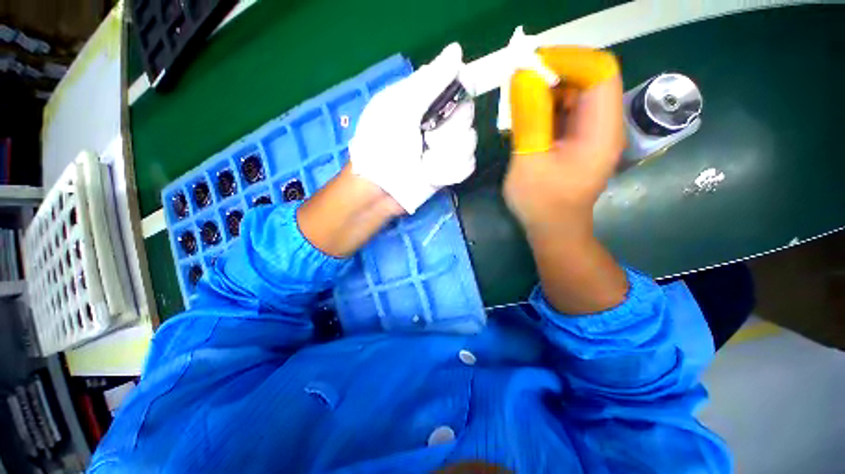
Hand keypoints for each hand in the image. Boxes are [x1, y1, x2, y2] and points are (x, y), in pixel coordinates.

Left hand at [349, 43, 476, 213]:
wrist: (381, 190)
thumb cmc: (382, 147)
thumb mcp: (400, 109)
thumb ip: (429, 82)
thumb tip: (456, 49)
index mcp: (425, 99)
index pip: (458, 82)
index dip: (461, 89)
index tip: (450, 105)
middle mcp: (439, 119)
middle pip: (468, 112)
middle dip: (448, 131)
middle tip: (427, 139)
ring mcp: (446, 146)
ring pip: (471, 141)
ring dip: (446, 156)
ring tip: (425, 164)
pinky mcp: (450, 169)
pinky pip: (468, 165)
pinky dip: (450, 172)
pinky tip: (433, 176)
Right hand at [503, 76, 625, 233]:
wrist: (552, 229)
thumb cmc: (541, 203)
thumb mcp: (530, 161)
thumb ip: (529, 119)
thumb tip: (523, 76)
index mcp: (601, 131)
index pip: (599, 72)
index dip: (568, 60)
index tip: (531, 66)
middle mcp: (603, 126)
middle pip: (588, 79)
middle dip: (554, 74)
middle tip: (519, 83)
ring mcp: (591, 133)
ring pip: (574, 94)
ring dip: (546, 91)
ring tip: (519, 103)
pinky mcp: (578, 141)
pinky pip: (565, 112)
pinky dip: (545, 108)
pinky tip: (526, 119)